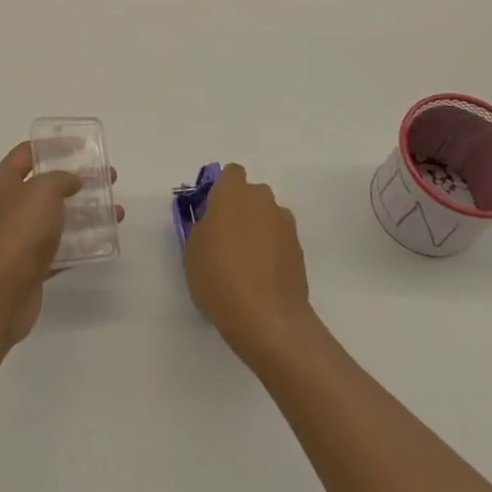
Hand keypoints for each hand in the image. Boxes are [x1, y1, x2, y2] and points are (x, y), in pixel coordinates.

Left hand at [0, 141, 122, 344]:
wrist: (2, 293)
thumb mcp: (43, 190)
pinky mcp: (30, 265)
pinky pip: (60, 247)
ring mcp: (17, 237)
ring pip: (55, 217)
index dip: (54, 145)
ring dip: (85, 211)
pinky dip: (81, 242)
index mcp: (1, 183)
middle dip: (77, 180)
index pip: (27, 153)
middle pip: (45, 185)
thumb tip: (72, 181)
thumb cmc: (20, 231)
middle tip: (107, 177)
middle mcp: (6, 207)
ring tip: (115, 210)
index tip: (83, 145)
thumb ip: (61, 178)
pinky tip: (105, 239)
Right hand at [183, 164, 314, 361]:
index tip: (212, 214)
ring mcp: (284, 223)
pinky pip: (279, 239)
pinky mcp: (299, 248)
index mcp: (233, 193)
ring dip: (258, 229)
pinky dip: (271, 250)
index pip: (231, 174)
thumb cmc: (219, 277)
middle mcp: (262, 199)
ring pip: (267, 216)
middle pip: (251, 194)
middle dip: (240, 210)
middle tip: (226, 240)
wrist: (267, 317)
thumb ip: (203, 226)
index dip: (221, 191)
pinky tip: (261, 277)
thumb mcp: (192, 250)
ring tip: (246, 263)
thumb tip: (214, 222)